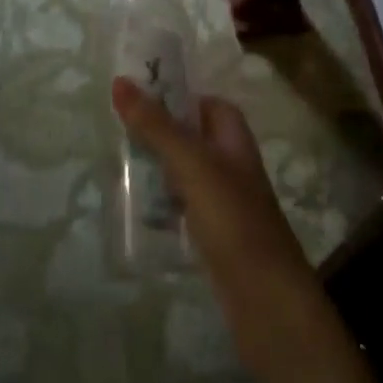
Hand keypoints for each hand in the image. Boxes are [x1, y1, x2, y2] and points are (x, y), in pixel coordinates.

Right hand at [110, 78, 336, 382]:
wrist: (267, 301)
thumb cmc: (233, 221)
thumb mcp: (192, 165)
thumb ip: (156, 125)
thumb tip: (120, 81)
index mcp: (235, 140)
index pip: (207, 103)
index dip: (177, 96)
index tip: (136, 95)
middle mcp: (232, 166)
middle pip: (192, 137)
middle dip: (158, 133)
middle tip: (115, 130)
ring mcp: (224, 203)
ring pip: (185, 174)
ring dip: (156, 169)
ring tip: (114, 166)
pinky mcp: (214, 237)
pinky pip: (182, 208)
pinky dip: (161, 205)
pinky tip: (134, 211)